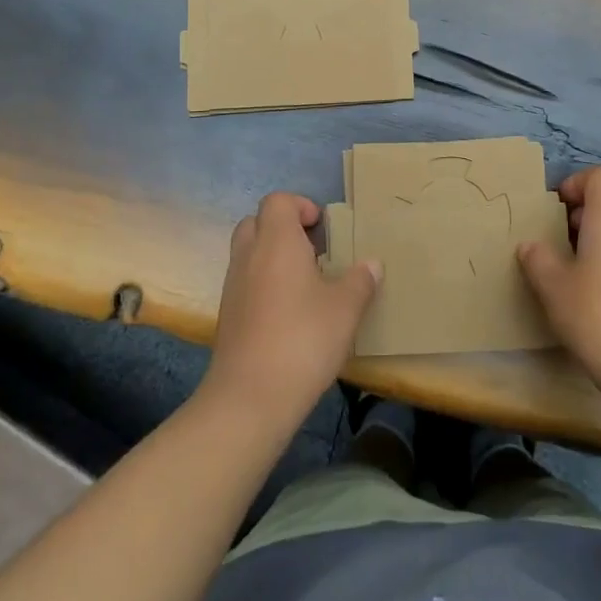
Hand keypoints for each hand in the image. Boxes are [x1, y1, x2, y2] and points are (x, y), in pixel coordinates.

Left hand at [203, 192, 379, 428]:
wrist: (250, 398)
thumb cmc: (303, 339)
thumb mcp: (345, 308)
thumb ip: (360, 281)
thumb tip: (372, 264)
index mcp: (276, 242)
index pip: (277, 201)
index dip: (300, 206)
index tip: (323, 228)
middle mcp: (249, 256)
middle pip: (257, 222)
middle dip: (283, 228)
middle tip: (313, 250)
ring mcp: (233, 287)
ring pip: (249, 253)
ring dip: (273, 257)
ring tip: (306, 283)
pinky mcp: (228, 316)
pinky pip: (245, 282)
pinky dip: (264, 284)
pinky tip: (290, 312)